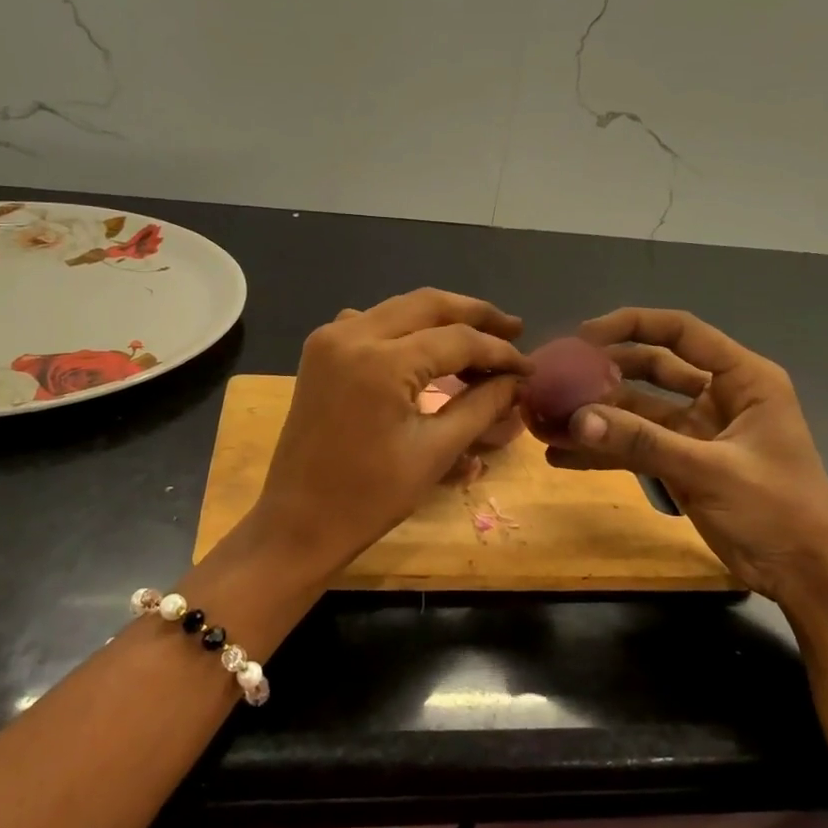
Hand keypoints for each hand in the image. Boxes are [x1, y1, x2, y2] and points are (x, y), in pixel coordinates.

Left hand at [248, 288, 532, 576]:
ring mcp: (330, 339)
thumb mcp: (435, 451)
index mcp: (381, 361)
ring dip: (441, 319)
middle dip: (476, 315)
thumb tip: (517, 381)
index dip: (499, 352)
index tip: (529, 368)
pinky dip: (405, 328)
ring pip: (400, 308)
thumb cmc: (370, 497)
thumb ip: (481, 405)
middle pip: (428, 305)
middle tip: (513, 331)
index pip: (457, 339)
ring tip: (479, 341)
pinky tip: (426, 350)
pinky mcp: (320, 352)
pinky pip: (372, 323)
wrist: (298, 522)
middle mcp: (352, 334)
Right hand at [542, 308, 827, 611]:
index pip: (680, 332)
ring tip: (546, 420)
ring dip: (596, 415)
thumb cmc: (778, 510)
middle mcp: (717, 395)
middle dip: (602, 372)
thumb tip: (577, 419)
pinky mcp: (683, 463)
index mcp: (742, 379)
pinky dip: (604, 450)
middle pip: (650, 368)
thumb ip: (643, 442)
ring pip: (637, 410)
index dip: (630, 326)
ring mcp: (697, 431)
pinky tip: (562, 456)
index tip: (582, 337)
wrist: (809, 577)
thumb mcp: (710, 470)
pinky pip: (636, 447)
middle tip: (555, 378)